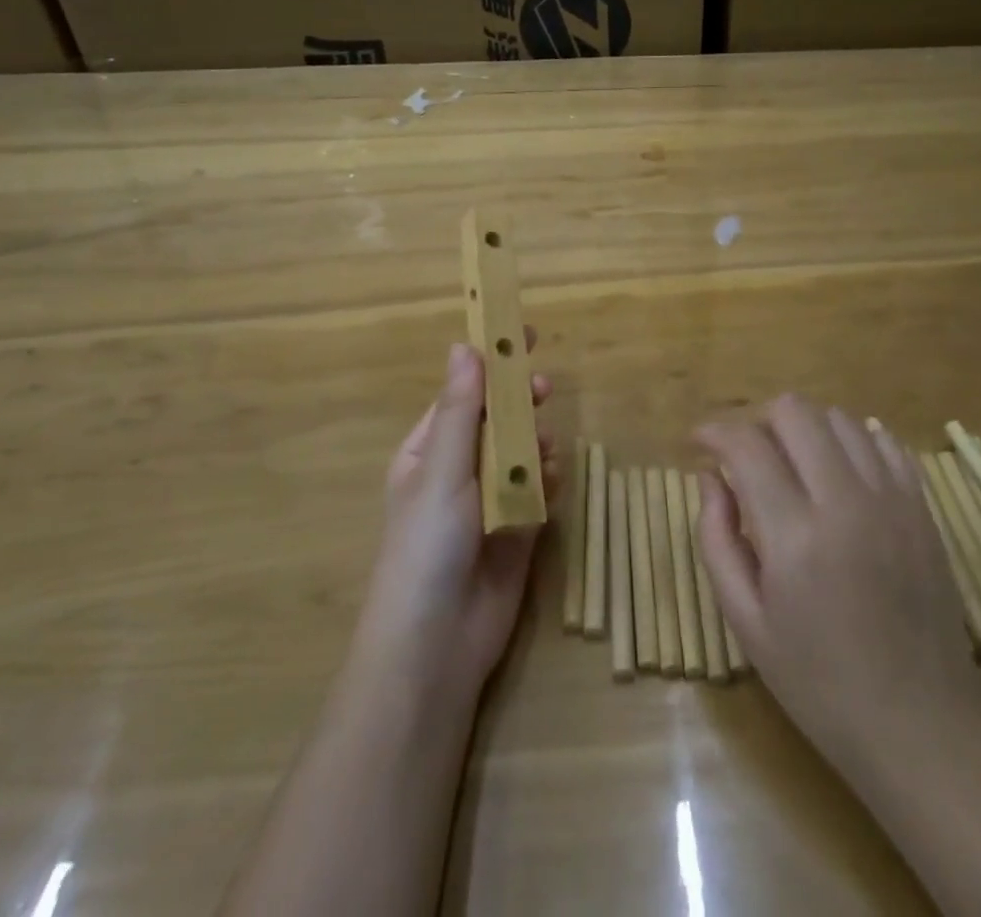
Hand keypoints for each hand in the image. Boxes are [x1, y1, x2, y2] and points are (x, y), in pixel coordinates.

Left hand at [351, 338, 556, 703]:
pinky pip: (538, 488)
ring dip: (536, 442)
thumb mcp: (441, 471)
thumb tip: (463, 345)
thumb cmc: (427, 546)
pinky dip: (548, 478)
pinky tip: (553, 481)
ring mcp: (489, 500)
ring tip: (547, 450)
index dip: (490, 364)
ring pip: (522, 452)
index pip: (463, 393)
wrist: (437, 645)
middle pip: (496, 420)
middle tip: (543, 389)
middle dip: (519, 403)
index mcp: (428, 451)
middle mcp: (459, 470)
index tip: (521, 335)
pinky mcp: (517, 528)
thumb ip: (459, 411)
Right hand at [694, 396, 972, 780]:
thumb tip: (710, 476)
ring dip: (804, 430)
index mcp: (795, 536)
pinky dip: (852, 441)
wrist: (922, 726)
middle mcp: (845, 502)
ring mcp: (892, 500)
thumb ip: (717, 539)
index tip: (698, 442)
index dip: (713, 431)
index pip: (746, 445)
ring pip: (839, 418)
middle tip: (746, 456)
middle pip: (794, 411)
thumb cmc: (818, 683)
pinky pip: (884, 441)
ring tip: (792, 465)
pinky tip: (838, 472)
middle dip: (757, 420)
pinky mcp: (922, 507)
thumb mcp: (746, 622)